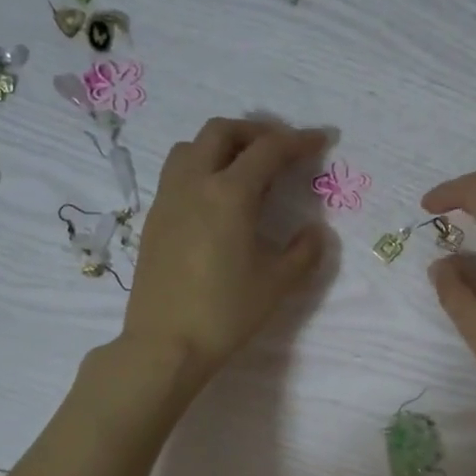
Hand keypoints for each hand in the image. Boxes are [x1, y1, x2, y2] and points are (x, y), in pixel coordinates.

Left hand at [120, 118, 326, 387]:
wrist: (166, 344)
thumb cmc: (225, 313)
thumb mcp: (277, 284)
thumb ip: (303, 252)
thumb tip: (315, 231)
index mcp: (229, 194)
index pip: (269, 150)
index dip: (299, 141)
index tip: (321, 140)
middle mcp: (194, 183)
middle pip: (223, 132)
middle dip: (256, 132)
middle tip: (281, 149)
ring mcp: (168, 198)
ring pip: (192, 147)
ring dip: (223, 145)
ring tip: (245, 168)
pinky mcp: (154, 218)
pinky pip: (178, 173)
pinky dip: (202, 167)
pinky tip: (217, 199)